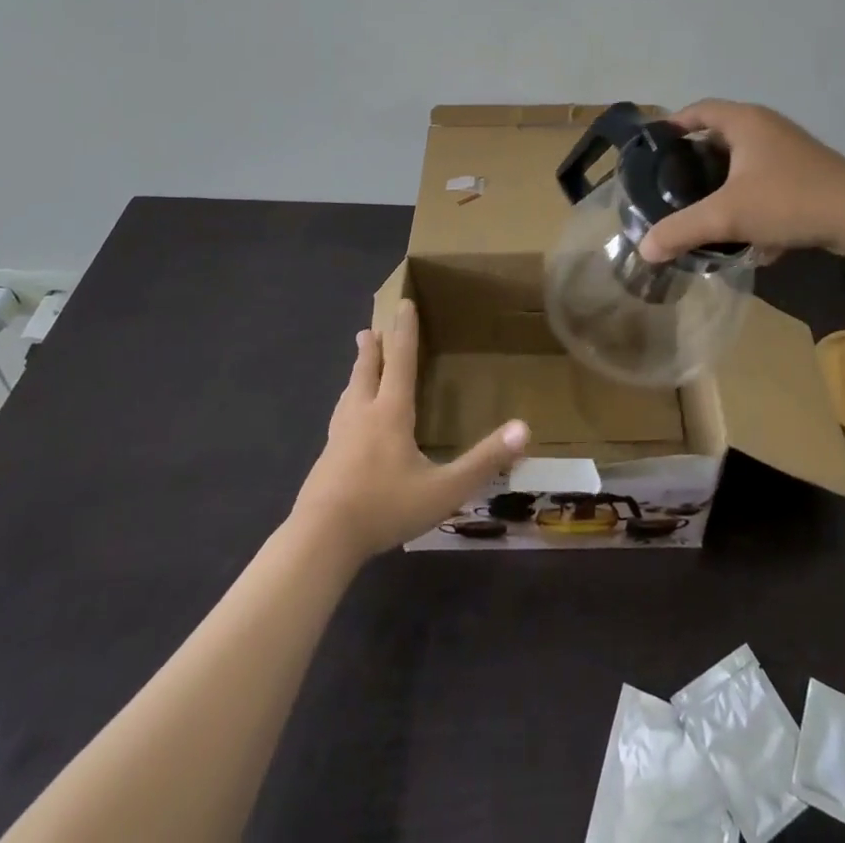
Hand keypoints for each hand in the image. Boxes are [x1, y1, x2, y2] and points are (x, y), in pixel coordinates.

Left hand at [291, 299, 528, 561]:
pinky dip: (346, 406)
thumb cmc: (384, 507)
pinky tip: (345, 424)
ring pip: (348, 396)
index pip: (401, 362)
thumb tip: (524, 429)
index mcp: (390, 414)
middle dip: (372, 350)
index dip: (405, 333)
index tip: (403, 304)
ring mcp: (338, 439)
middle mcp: (362, 417)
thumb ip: (484, 461)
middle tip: (368, 330)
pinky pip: (339, 420)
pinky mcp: (325, 462)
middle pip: (367, 373)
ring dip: (356, 375)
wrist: (320, 540)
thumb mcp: (444, 489)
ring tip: (357, 367)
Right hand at [636, 100, 844, 262]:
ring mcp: (790, 149)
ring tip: (702, 207)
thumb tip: (644, 249)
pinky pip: (765, 179)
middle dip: (695, 159)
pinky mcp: (806, 173)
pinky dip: (749, 197)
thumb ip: (682, 230)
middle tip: (671, 183)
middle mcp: (767, 127)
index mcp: (745, 122)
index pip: (699, 110)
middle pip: (720, 135)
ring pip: (744, 160)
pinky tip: (745, 232)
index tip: (654, 148)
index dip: (674, 124)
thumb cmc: (789, 201)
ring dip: (723, 181)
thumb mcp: (728, 216)